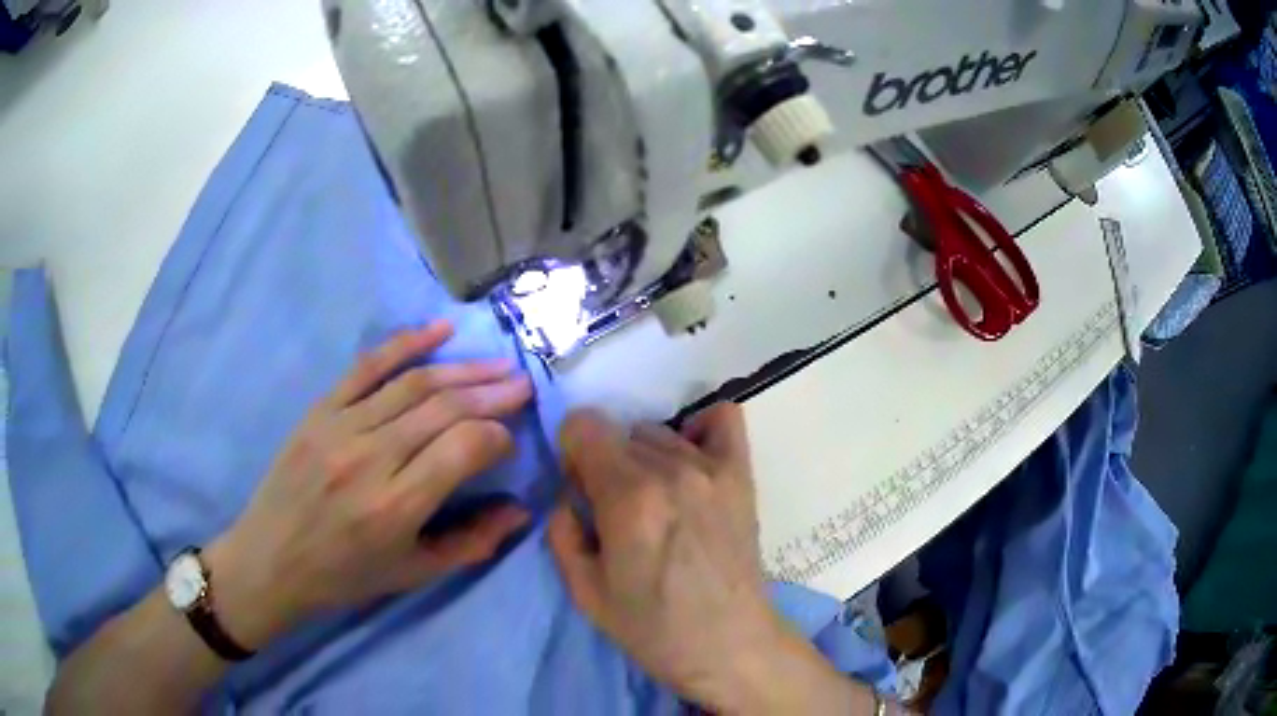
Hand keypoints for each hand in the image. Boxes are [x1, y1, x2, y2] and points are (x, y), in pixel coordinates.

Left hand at [206, 322, 532, 648]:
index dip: (498, 437)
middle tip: (523, 384)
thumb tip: (520, 511)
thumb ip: (472, 544)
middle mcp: (370, 458)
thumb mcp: (413, 575)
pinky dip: (406, 343)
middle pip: (444, 408)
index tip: (510, 440)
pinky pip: (367, 367)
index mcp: (396, 506)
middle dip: (492, 392)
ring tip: (498, 363)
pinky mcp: (319, 410)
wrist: (270, 561)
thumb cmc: (344, 577)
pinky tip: (439, 330)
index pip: (465, 448)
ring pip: (413, 384)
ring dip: (462, 369)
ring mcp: (340, 427)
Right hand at [549, 405, 879, 713]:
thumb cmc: (652, 628)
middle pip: (619, 432)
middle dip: (605, 463)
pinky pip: (723, 419)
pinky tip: (692, 463)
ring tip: (657, 501)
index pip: (583, 424)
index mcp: (627, 498)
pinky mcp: (741, 475)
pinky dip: (700, 430)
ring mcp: (712, 469)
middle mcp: (670, 470)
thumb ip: (561, 529)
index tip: (581, 489)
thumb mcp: (583, 591)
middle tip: (617, 510)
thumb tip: (570, 493)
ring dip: (645, 457)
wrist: (728, 644)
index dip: (572, 453)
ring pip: (659, 432)